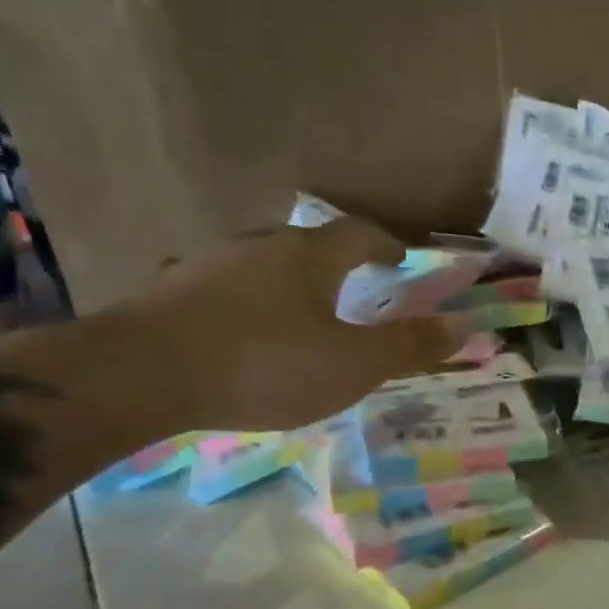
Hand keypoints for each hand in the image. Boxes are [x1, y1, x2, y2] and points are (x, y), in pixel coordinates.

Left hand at [127, 219, 462, 431]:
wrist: (143, 374)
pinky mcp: (171, 293)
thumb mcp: (353, 365)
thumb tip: (465, 325)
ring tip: (303, 317)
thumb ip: (409, 347)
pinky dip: (249, 306)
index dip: (384, 245)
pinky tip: (245, 335)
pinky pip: (226, 291)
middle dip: (337, 266)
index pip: (358, 234)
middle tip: (355, 291)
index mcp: (309, 256)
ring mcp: (208, 265)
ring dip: (290, 285)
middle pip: (308, 246)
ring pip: (263, 267)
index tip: (400, 260)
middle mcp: (259, 246)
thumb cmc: (266, 364)